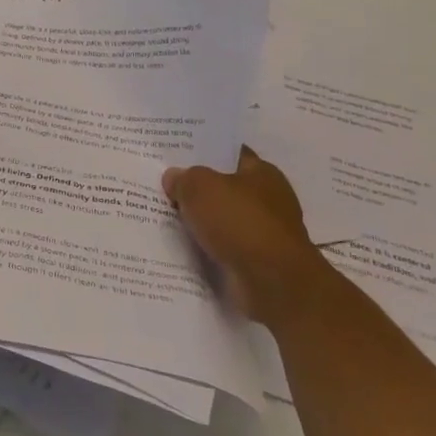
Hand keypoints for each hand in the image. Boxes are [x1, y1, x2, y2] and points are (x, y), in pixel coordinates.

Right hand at [163, 147, 325, 326]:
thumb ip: (184, 178)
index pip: (230, 154)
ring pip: (222, 219)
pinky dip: (206, 247)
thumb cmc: (240, 222)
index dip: (204, 152)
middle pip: (224, 188)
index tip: (176, 154)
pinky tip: (181, 244)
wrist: (273, 283)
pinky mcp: (257, 261)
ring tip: (164, 216)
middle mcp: (268, 200)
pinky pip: (223, 247)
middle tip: (162, 184)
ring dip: (200, 221)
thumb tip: (173, 178)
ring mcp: (264, 233)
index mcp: (262, 173)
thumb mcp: (200, 187)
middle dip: (197, 188)